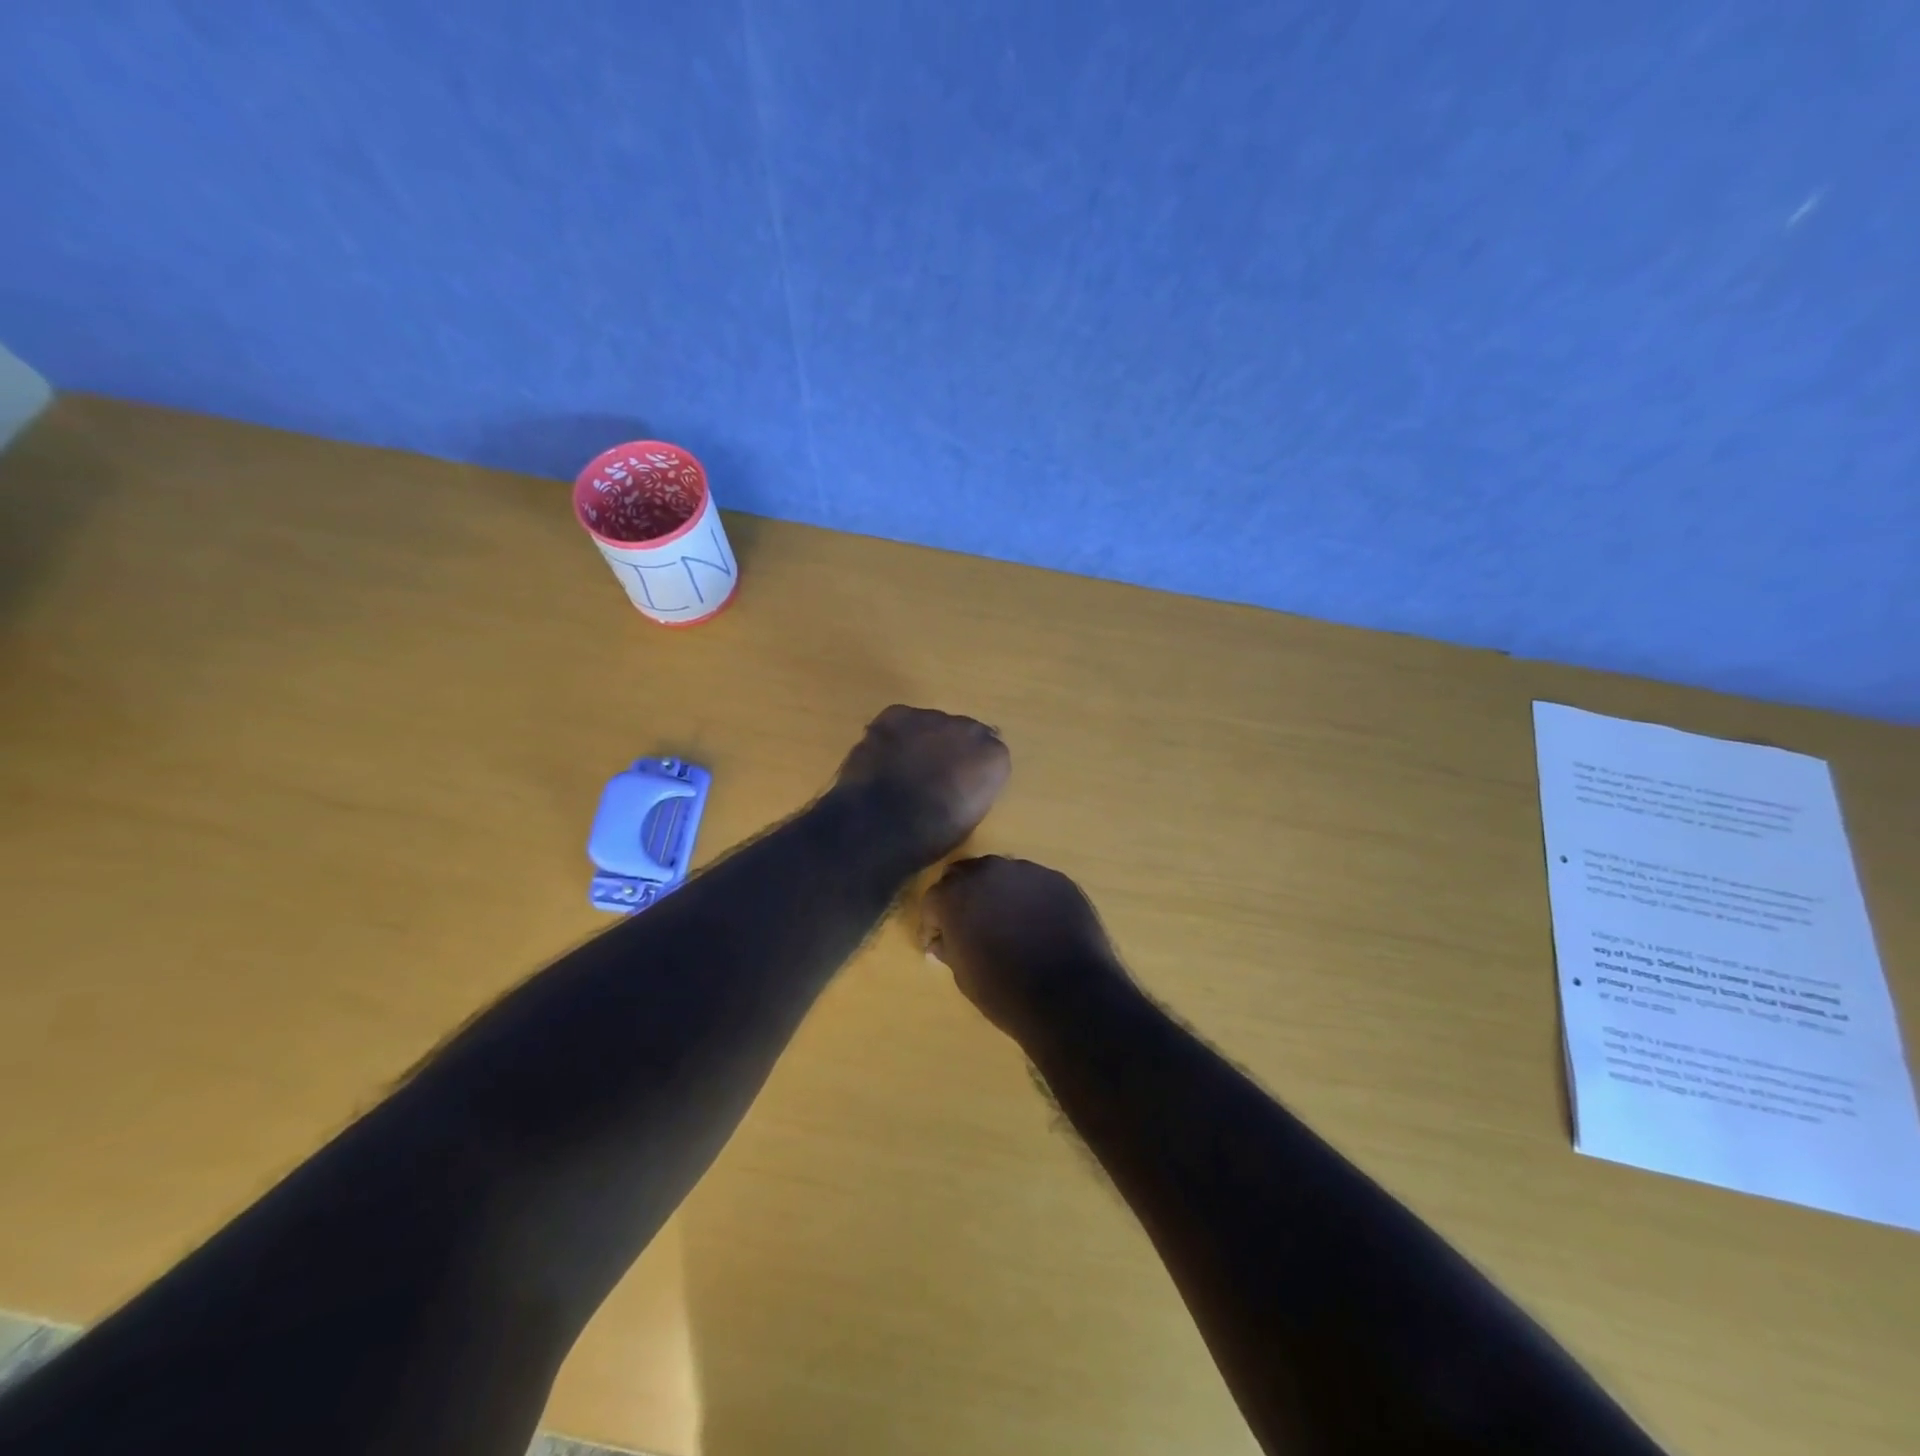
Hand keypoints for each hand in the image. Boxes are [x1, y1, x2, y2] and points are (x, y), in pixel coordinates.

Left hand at [834, 705, 1010, 869]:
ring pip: (932, 724)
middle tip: (932, 774)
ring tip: (903, 766)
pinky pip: (901, 721)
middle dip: (950, 748)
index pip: (991, 754)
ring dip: (923, 739)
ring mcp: (931, 717)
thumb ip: (972, 788)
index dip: (972, 769)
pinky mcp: (896, 714)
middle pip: (963, 732)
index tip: (960, 784)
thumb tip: (963, 779)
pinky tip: (884, 756)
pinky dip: (895, 735)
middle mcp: (970, 729)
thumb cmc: (931, 834)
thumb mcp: (968, 817)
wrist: (883, 822)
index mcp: (994, 758)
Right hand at [920, 856, 1128, 1039]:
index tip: (938, 942)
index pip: (933, 899)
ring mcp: (1026, 871)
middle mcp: (987, 871)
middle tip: (970, 925)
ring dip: (997, 893)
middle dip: (962, 897)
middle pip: (965, 875)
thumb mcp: (963, 975)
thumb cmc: (1004, 991)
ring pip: (1001, 875)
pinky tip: (1039, 924)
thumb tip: (944, 940)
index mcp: (955, 894)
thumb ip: (950, 947)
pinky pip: (1034, 884)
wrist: (1069, 995)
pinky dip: (1029, 899)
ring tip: (1008, 923)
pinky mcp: (1058, 879)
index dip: (933, 923)